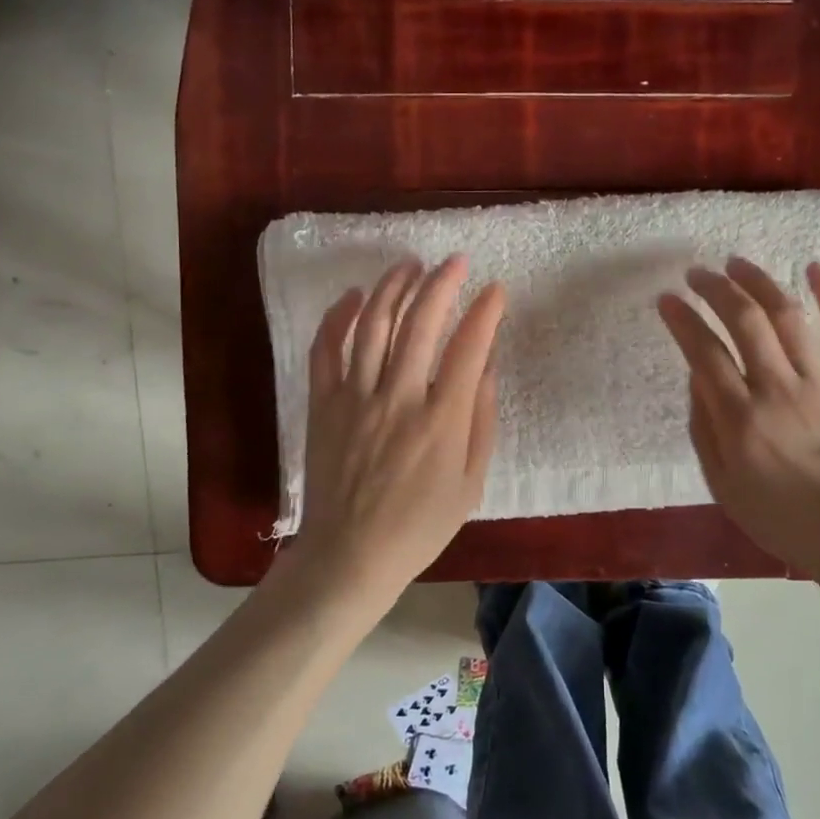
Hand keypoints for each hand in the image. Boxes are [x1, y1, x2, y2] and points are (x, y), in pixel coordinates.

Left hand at [272, 255, 505, 623]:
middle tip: (454, 263)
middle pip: (420, 323)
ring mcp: (355, 397)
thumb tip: (486, 367)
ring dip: (393, 288)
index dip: (485, 313)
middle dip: (441, 284)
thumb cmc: (419, 526)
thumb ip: (481, 421)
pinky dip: (337, 317)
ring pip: (373, 325)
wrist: (350, 555)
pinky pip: (326, 349)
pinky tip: (353, 296)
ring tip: (410, 266)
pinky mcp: (323, 404)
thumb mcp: (470, 483)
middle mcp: (398, 397)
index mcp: (441, 420)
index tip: (496, 290)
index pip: (468, 348)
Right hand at [657, 258, 819, 595]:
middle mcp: (777, 388)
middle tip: (698, 274)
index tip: (667, 300)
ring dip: (760, 282)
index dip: (682, 320)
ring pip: (788, 316)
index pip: (703, 353)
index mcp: (741, 418)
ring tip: (738, 263)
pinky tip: (815, 269)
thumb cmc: (782, 517)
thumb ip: (705, 428)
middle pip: (744, 321)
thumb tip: (697, 377)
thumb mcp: (722, 485)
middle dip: (715, 289)